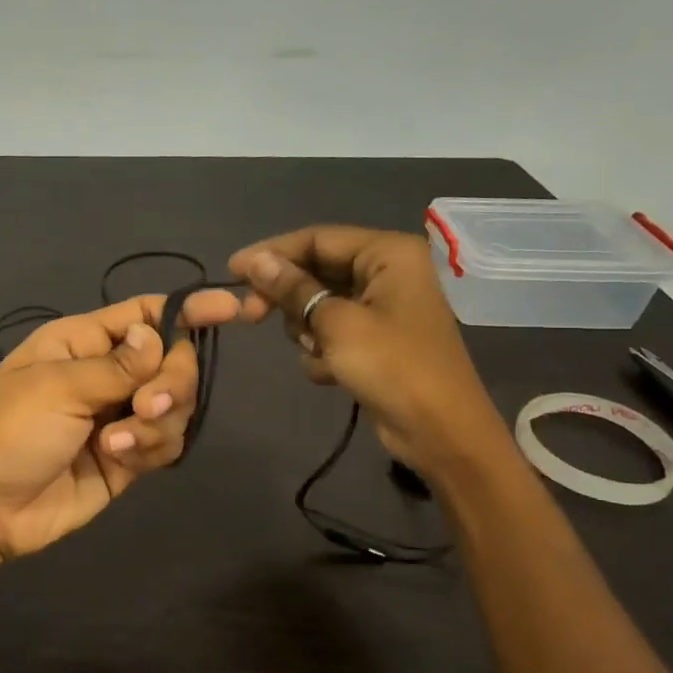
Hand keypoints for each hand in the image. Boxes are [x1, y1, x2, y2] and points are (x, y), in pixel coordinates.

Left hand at [0, 290, 240, 565]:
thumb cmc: (10, 433)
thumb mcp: (58, 388)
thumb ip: (118, 365)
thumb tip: (159, 335)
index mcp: (83, 341)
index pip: (147, 313)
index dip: (188, 309)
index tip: (231, 310)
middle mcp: (107, 372)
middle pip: (172, 359)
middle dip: (172, 380)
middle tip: (146, 404)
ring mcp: (120, 415)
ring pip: (175, 403)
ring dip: (158, 421)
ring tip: (117, 442)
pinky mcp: (129, 456)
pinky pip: (166, 441)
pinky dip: (152, 447)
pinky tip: (120, 458)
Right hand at [227, 225, 508, 472]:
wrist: (441, 433)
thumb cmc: (392, 368)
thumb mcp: (336, 323)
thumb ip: (293, 288)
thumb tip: (255, 261)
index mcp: (389, 254)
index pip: (317, 239)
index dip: (272, 253)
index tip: (232, 272)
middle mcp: (388, 272)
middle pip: (317, 270)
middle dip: (287, 297)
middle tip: (249, 316)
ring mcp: (384, 307)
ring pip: (320, 303)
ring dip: (307, 329)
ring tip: (316, 352)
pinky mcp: (377, 340)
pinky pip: (334, 330)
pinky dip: (324, 350)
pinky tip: (329, 373)